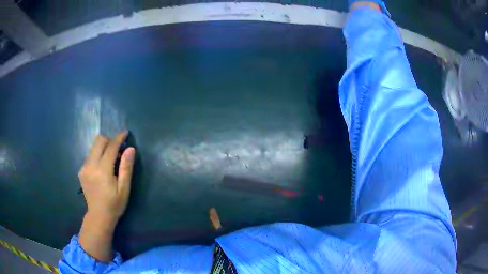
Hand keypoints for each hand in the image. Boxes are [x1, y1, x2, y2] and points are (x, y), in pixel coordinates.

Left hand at [77, 131, 135, 261]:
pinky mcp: (81, 171)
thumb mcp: (124, 189)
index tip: (125, 132)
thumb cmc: (114, 204)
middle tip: (118, 150)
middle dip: (109, 140)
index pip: (111, 147)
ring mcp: (84, 167)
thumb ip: (126, 168)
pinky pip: (90, 156)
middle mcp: (91, 165)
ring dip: (104, 149)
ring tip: (111, 162)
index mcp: (103, 170)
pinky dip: (98, 156)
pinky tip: (102, 169)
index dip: (119, 138)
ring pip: (94, 147)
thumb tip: (130, 149)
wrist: (98, 216)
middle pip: (99, 141)